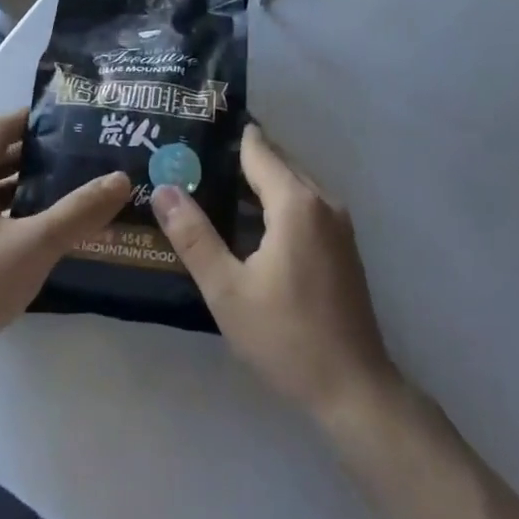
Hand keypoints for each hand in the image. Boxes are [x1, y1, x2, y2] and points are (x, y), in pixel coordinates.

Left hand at [0, 109, 130, 383]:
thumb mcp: (34, 245)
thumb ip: (79, 211)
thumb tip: (121, 178)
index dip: (32, 120)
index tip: (71, 121)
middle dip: (34, 157)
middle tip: (78, 159)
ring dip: (21, 190)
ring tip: (64, 194)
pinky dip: (7, 217)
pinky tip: (34, 237)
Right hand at [153, 125, 400, 425]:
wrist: (354, 389)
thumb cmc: (286, 337)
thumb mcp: (227, 290)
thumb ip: (194, 236)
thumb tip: (164, 188)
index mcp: (297, 203)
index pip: (258, 149)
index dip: (225, 137)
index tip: (192, 129)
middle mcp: (322, 201)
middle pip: (275, 162)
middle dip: (235, 158)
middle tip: (189, 160)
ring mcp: (337, 224)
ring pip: (290, 184)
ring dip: (254, 183)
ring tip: (208, 187)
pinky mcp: (341, 245)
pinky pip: (303, 205)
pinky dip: (273, 203)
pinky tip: (244, 224)